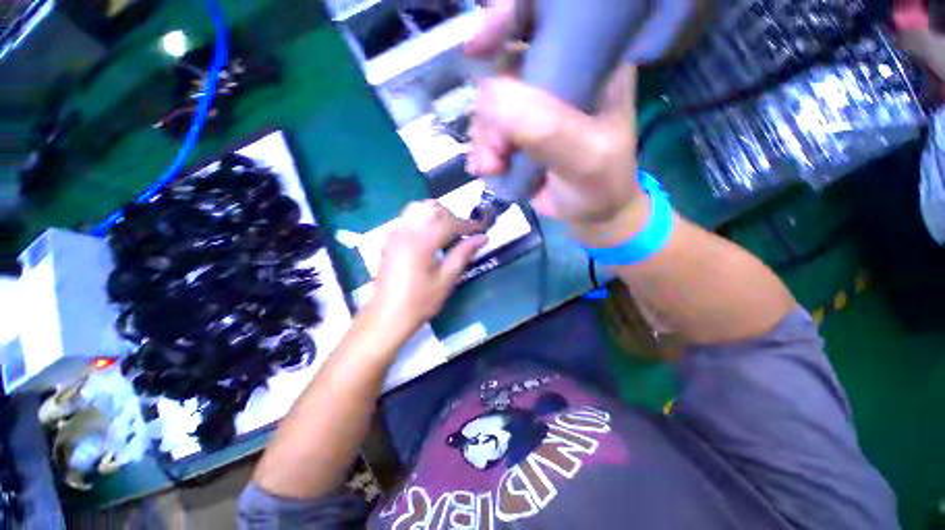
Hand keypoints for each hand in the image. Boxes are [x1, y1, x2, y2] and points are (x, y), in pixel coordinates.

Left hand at [368, 201, 486, 336]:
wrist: (387, 317)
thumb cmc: (419, 302)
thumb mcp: (445, 280)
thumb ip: (463, 254)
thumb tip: (482, 238)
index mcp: (420, 242)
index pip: (449, 222)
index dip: (468, 224)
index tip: (481, 230)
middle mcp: (405, 231)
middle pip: (431, 208)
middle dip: (451, 216)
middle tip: (463, 233)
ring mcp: (395, 234)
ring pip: (418, 209)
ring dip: (436, 215)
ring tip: (447, 233)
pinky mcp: (390, 240)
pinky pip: (408, 219)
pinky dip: (423, 220)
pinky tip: (430, 238)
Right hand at [465, 3, 646, 246]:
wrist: (590, 214)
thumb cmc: (600, 184)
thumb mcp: (584, 158)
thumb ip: (546, 129)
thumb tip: (489, 98)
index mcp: (590, 62)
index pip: (544, 17)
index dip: (506, 19)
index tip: (476, 45)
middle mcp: (558, 76)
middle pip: (503, 68)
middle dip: (490, 112)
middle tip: (497, 151)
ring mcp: (533, 106)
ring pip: (489, 105)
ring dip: (484, 139)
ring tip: (494, 168)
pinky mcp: (517, 133)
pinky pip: (486, 131)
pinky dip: (481, 151)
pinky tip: (486, 170)